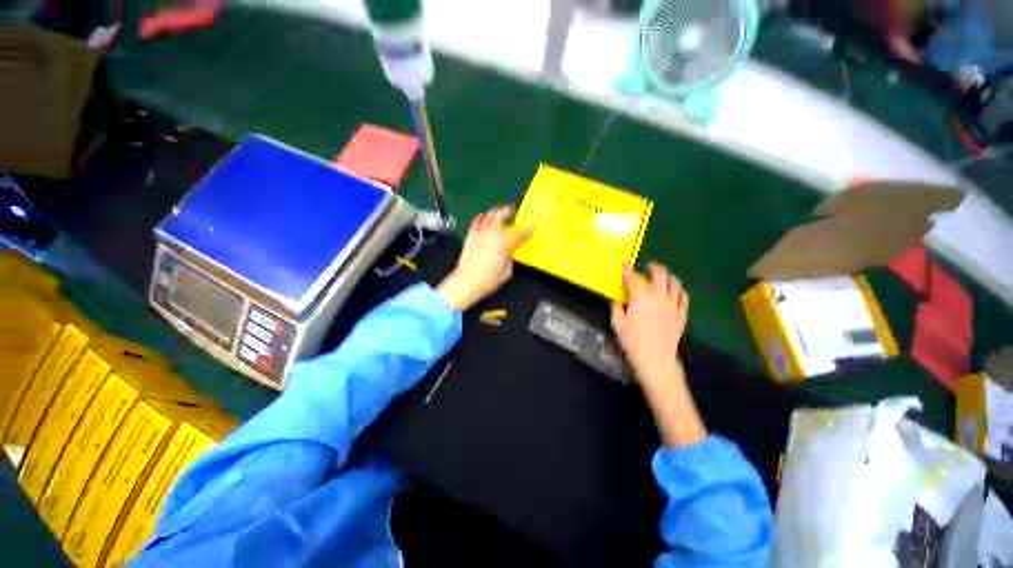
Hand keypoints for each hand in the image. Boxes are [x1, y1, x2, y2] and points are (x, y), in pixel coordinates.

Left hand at [437, 207, 533, 311]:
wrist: (467, 281)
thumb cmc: (489, 279)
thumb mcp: (507, 271)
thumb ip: (510, 258)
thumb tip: (509, 253)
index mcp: (504, 243)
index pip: (519, 234)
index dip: (527, 230)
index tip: (532, 227)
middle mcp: (493, 234)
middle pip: (501, 216)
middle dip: (508, 212)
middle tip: (512, 211)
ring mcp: (480, 233)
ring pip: (488, 216)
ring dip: (495, 212)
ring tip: (499, 213)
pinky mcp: (470, 236)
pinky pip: (476, 222)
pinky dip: (481, 218)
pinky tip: (483, 218)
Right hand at [611, 263, 687, 385]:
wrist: (655, 359)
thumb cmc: (632, 341)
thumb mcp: (618, 324)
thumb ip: (616, 308)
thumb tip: (616, 299)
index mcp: (640, 298)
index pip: (633, 278)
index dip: (628, 270)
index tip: (625, 264)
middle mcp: (658, 297)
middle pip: (660, 275)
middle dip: (654, 267)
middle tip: (648, 267)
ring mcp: (672, 305)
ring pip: (675, 283)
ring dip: (668, 276)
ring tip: (664, 276)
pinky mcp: (681, 314)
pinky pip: (684, 297)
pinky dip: (679, 291)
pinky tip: (676, 291)